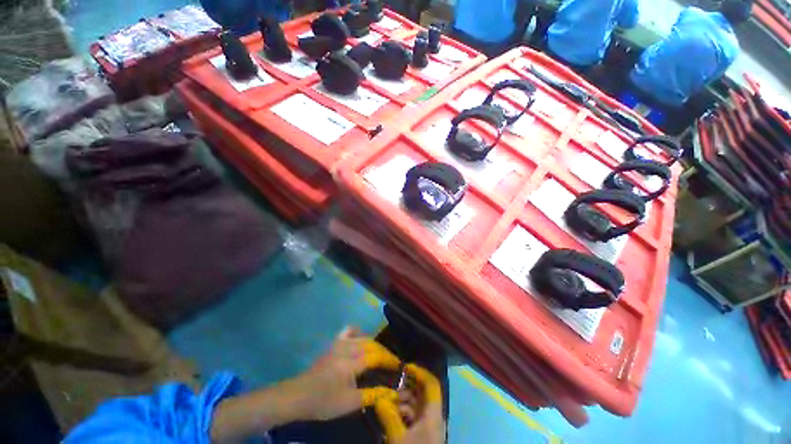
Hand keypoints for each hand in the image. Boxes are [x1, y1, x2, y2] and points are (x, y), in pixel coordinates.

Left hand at [289, 327, 402, 421]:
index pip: (375, 357)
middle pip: (371, 344)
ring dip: (373, 344)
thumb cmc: (323, 401)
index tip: (398, 366)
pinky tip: (360, 340)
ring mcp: (339, 343)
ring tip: (378, 355)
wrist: (298, 396)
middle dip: (383, 352)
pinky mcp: (333, 344)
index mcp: (351, 362)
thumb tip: (389, 392)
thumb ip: (370, 395)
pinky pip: (348, 331)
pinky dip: (357, 333)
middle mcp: (347, 348)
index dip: (388, 360)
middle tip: (391, 362)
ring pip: (362, 337)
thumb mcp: (349, 403)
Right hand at [375, 364, 444, 443]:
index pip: (431, 384)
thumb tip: (378, 397)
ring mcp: (429, 426)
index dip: (420, 372)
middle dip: (407, 387)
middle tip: (392, 385)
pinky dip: (403, 412)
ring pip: (417, 404)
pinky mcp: (423, 434)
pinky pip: (414, 416)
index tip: (405, 367)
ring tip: (388, 401)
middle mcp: (433, 416)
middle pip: (423, 393)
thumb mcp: (398, 438)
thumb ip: (388, 415)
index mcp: (433, 414)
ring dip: (403, 400)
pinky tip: (392, 414)